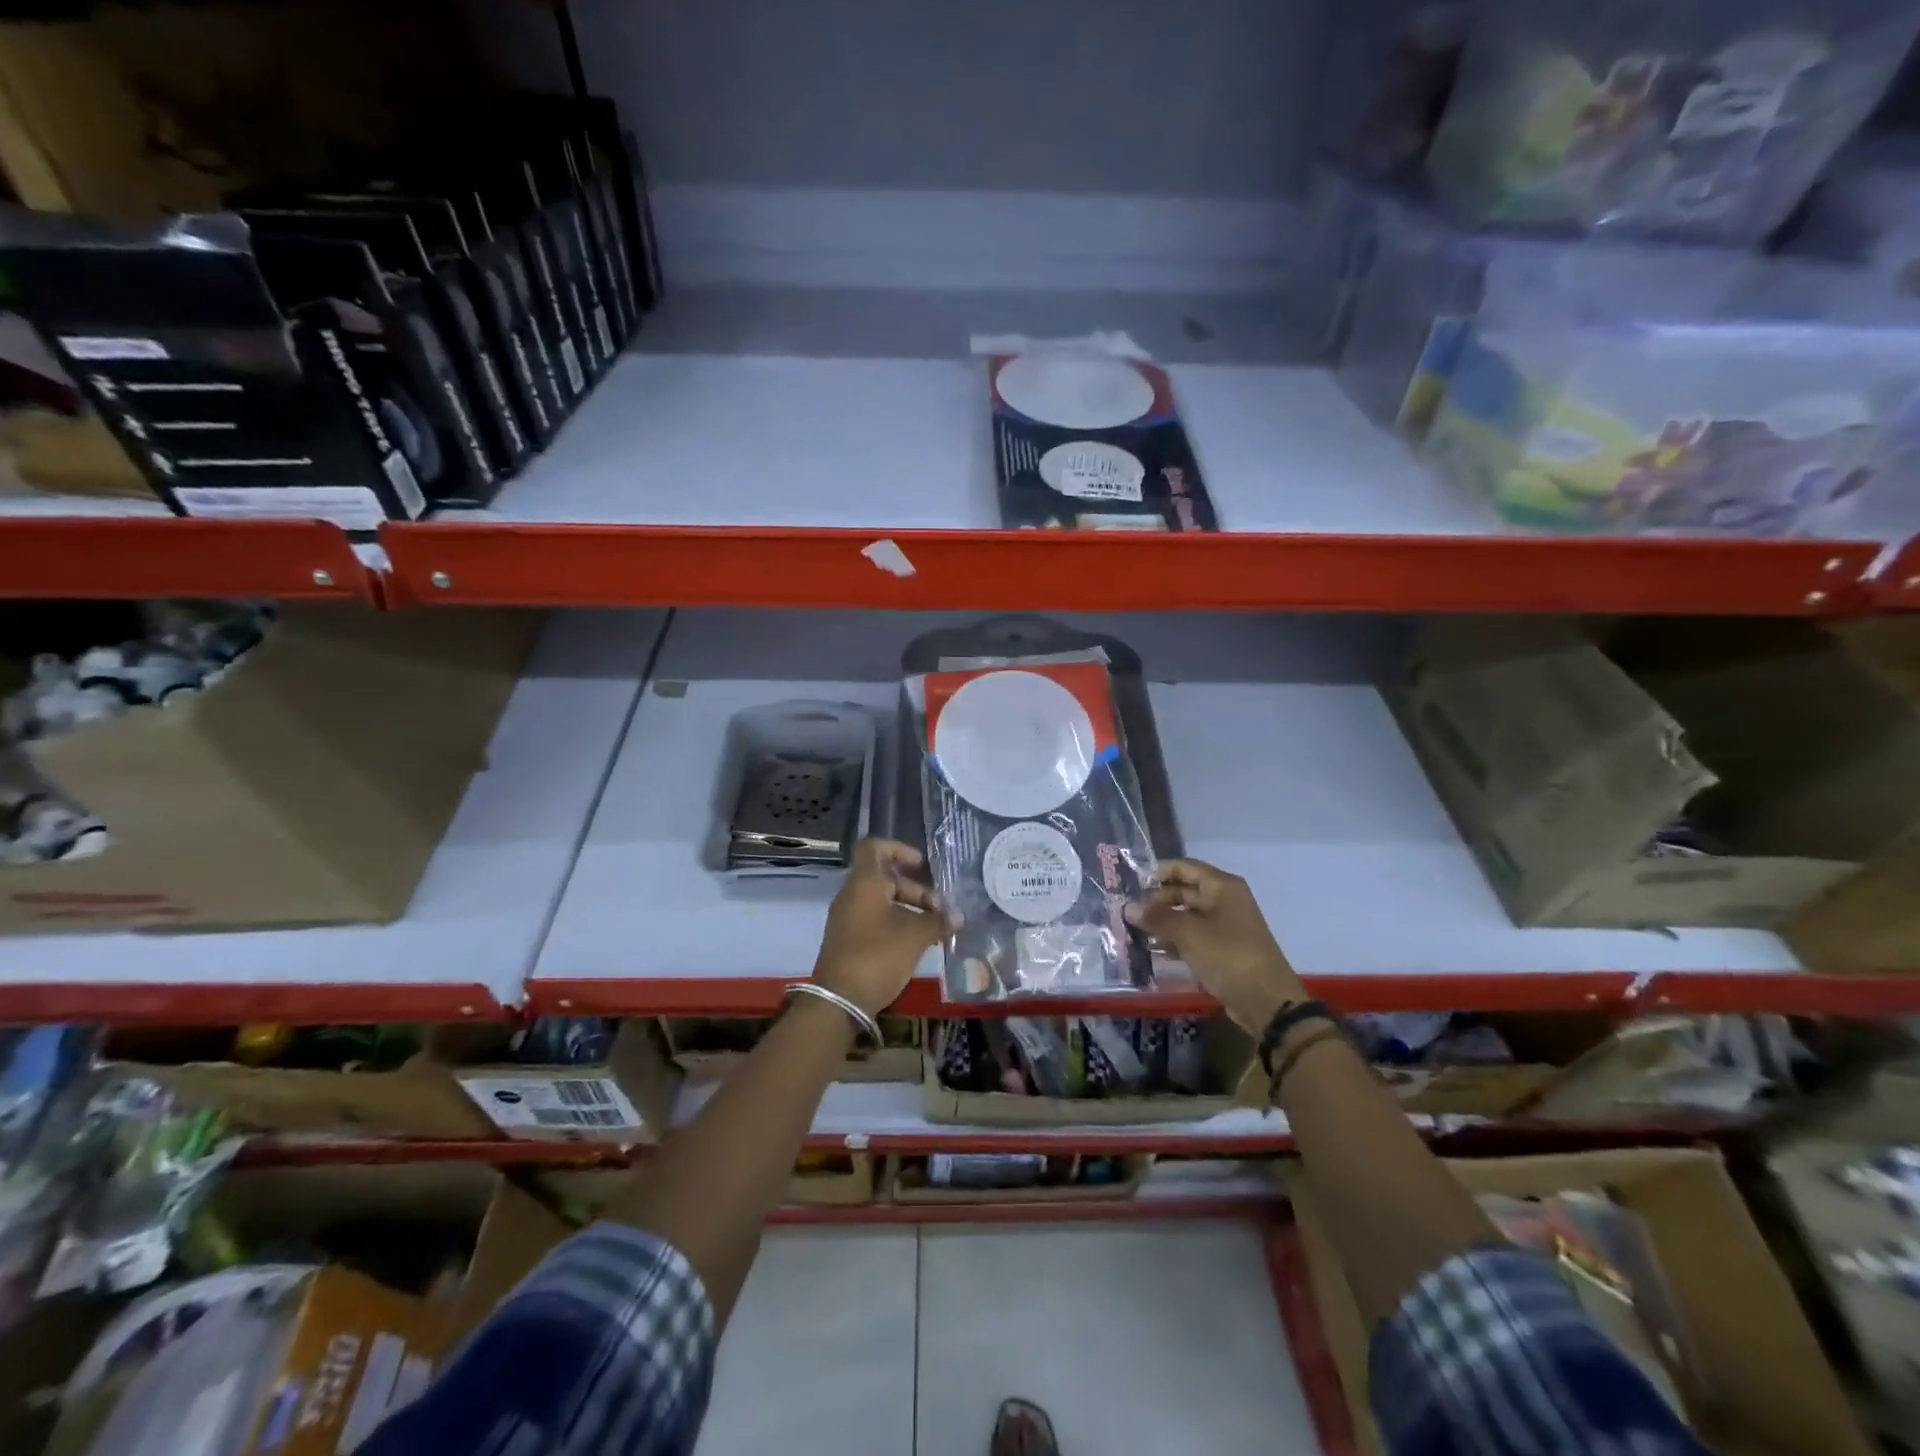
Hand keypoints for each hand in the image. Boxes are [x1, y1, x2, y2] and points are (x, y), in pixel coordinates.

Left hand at [812, 839, 954, 1016]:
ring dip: (909, 908)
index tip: (922, 865)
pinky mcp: (848, 939)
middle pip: (884, 877)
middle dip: (915, 889)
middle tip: (939, 909)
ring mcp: (848, 918)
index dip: (899, 849)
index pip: (874, 847)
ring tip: (934, 928)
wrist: (839, 1000)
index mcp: (864, 882)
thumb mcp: (915, 935)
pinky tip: (918, 942)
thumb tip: (958, 916)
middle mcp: (852, 894)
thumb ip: (938, 921)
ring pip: (881, 900)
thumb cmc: (878, 954)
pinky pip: (875, 919)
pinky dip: (896, 923)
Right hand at [1125, 859, 1305, 1032]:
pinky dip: (1174, 941)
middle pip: (1184, 891)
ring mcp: (1225, 926)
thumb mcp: (1189, 934)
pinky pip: (1193, 937)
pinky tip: (1153, 951)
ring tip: (1134, 932)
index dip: (1157, 872)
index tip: (1130, 884)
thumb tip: (1127, 907)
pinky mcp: (1223, 949)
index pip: (1184, 867)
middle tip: (1127, 913)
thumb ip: (1157, 918)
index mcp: (1222, 887)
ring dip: (1162, 923)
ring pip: (1186, 916)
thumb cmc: (1228, 956)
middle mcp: (1224, 900)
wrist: (1267, 1002)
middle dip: (1156, 901)